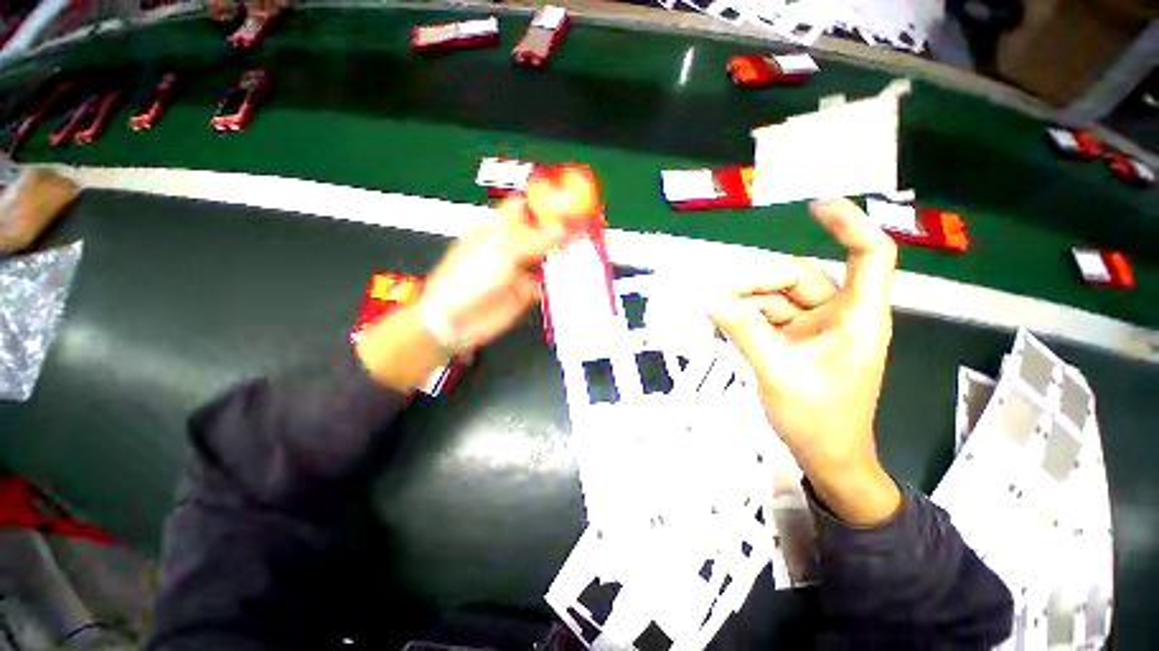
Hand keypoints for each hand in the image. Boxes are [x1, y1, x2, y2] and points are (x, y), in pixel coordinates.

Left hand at [356, 195, 572, 390]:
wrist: (456, 320)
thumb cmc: (466, 278)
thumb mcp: (500, 251)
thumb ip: (534, 240)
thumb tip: (561, 228)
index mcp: (497, 229)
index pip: (525, 209)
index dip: (546, 205)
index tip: (570, 203)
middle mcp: (510, 247)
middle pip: (540, 234)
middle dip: (561, 231)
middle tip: (585, 228)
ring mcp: (519, 270)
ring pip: (547, 258)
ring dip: (563, 255)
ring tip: (585, 250)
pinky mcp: (526, 292)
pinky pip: (547, 283)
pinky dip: (560, 281)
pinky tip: (573, 276)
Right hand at [708, 198, 900, 524]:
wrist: (826, 457)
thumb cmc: (818, 419)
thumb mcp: (776, 372)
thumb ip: (743, 330)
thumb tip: (709, 298)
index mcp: (857, 317)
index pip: (870, 256)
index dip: (849, 225)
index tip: (816, 205)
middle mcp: (838, 315)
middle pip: (798, 278)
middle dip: (757, 284)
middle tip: (717, 297)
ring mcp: (815, 328)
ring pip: (776, 298)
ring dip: (745, 304)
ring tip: (714, 315)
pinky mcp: (796, 340)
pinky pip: (767, 317)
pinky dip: (745, 318)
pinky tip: (724, 325)